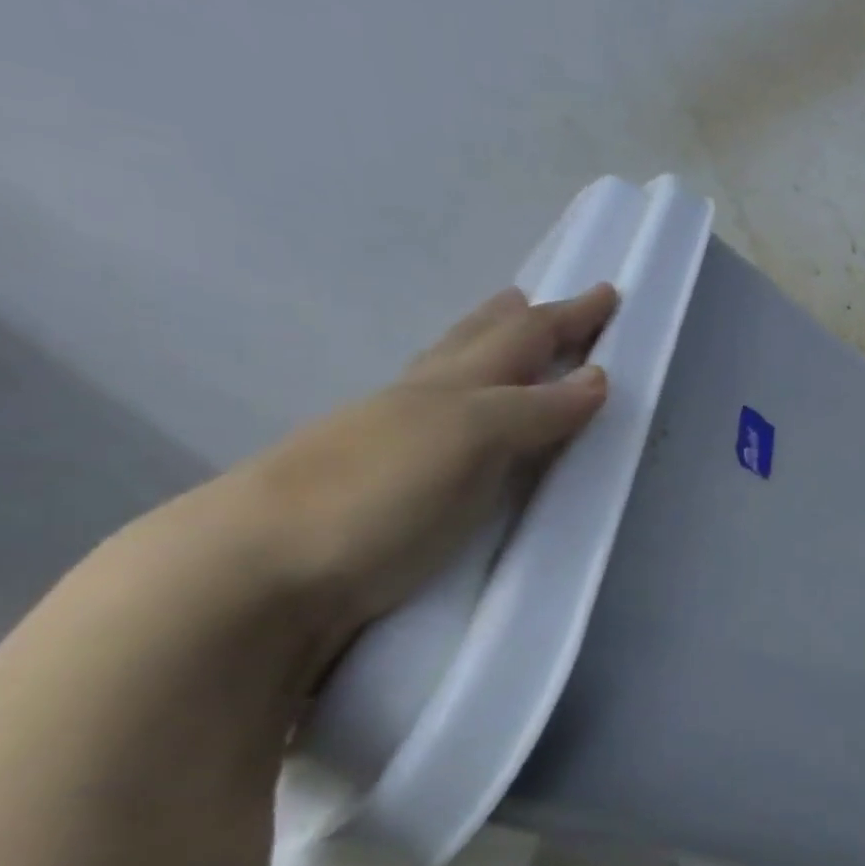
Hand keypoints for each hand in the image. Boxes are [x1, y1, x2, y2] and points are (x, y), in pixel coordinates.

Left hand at [219, 284, 617, 676]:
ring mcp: (395, 443)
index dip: (569, 315)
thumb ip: (534, 408)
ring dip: (481, 353)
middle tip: (534, 300)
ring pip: (448, 379)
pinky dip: (463, 408)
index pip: (524, 337)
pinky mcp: (385, 488)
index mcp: (452, 384)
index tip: (608, 294)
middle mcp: (422, 402)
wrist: (256, 572)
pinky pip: (441, 429)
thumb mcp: (470, 438)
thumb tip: (598, 378)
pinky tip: (455, 423)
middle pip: (476, 344)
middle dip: (514, 321)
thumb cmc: (378, 493)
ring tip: (497, 339)